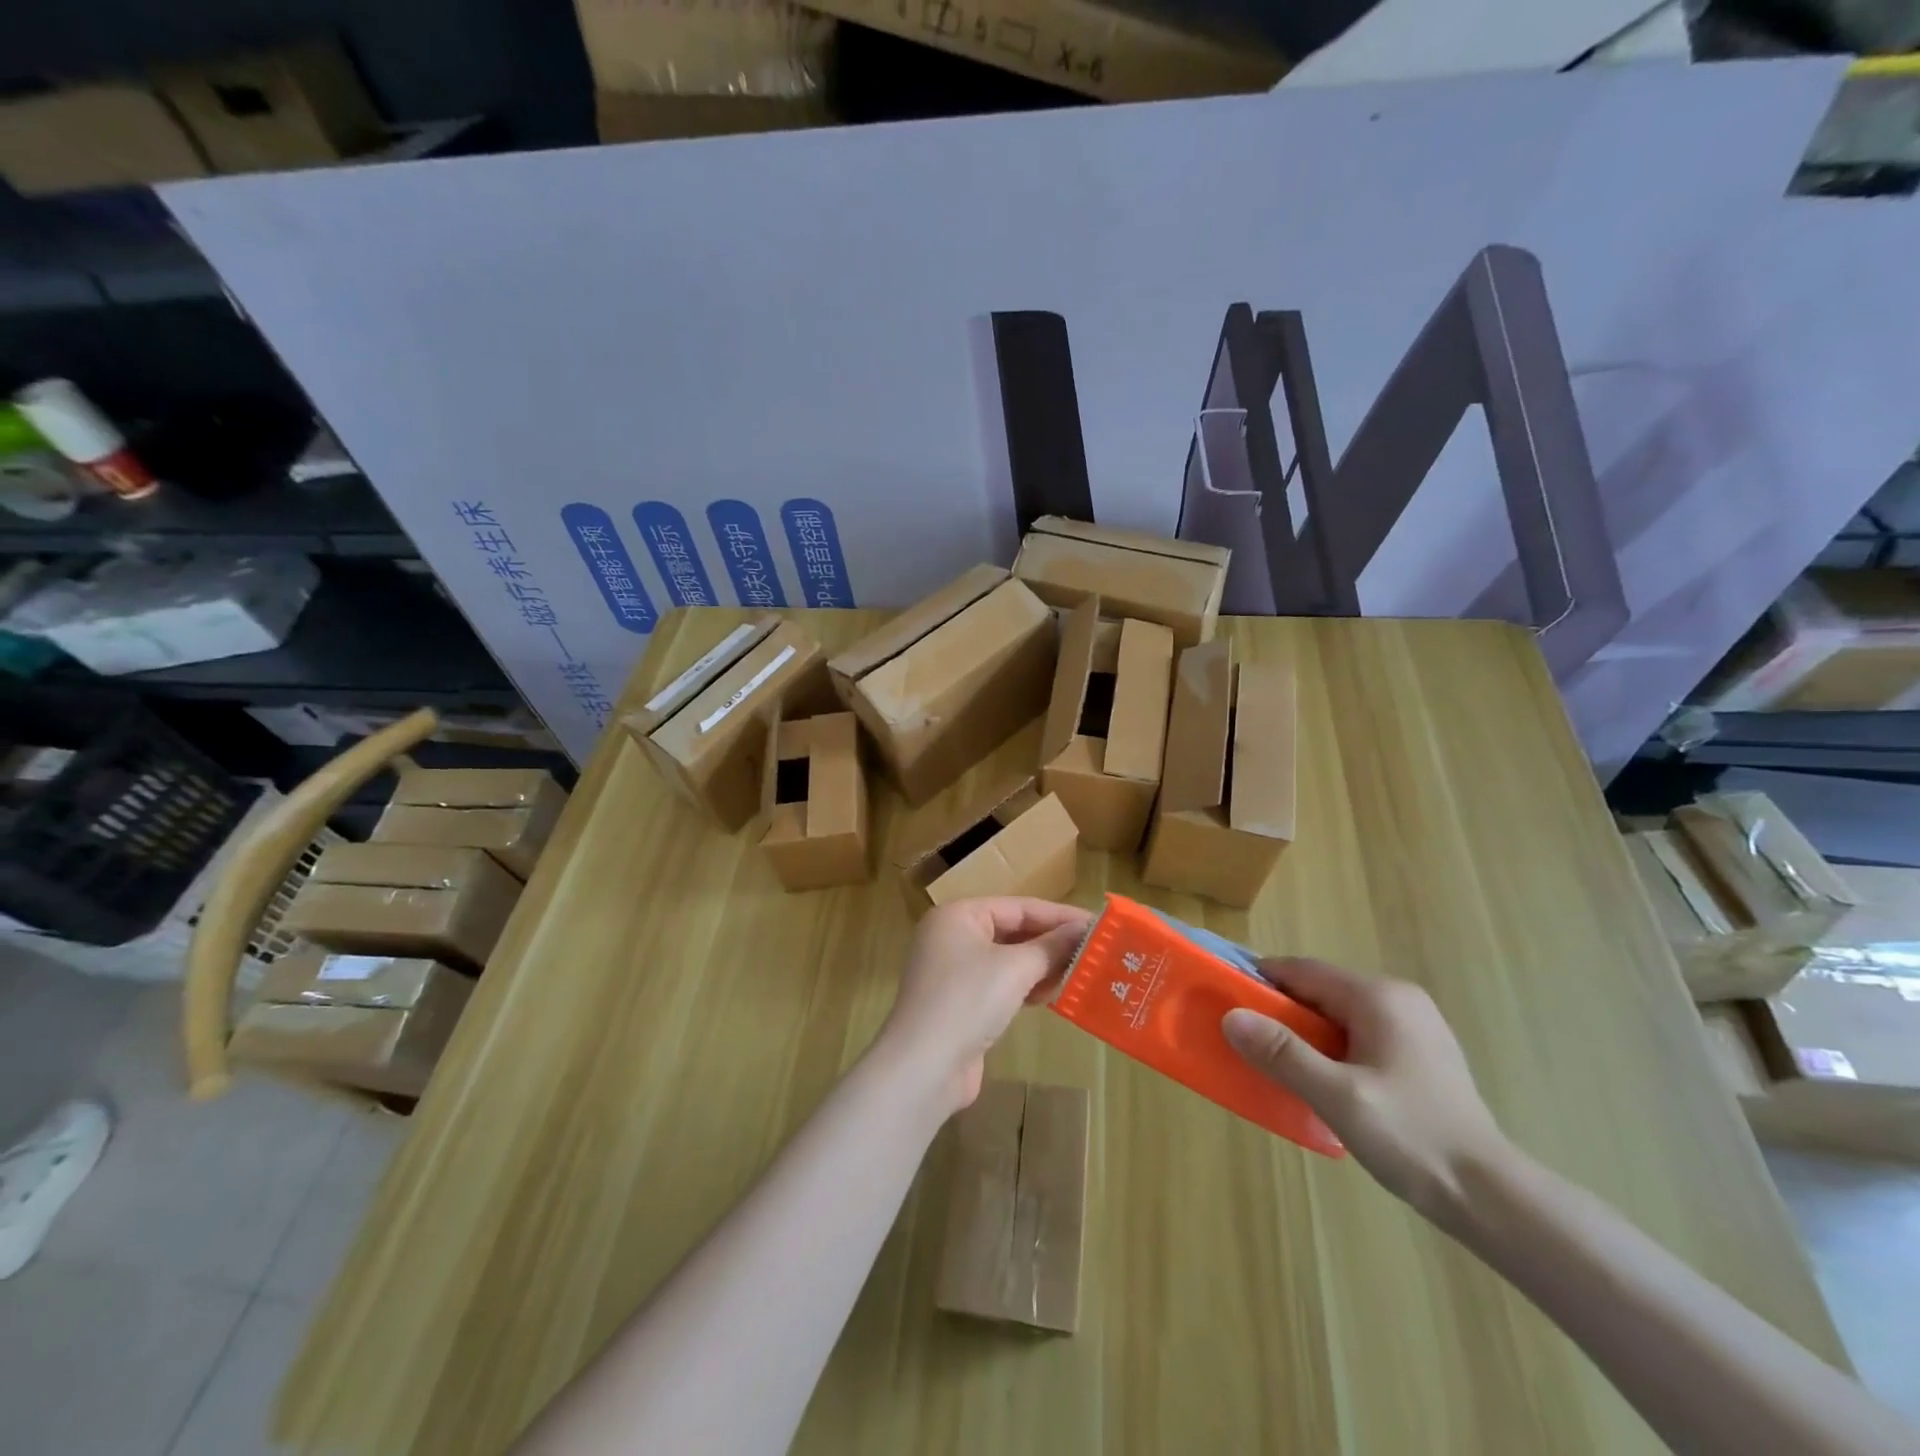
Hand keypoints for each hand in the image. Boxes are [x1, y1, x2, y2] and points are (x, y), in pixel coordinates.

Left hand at [877, 898, 1092, 1116]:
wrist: (924, 1067)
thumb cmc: (968, 1000)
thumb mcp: (1015, 968)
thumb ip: (1051, 946)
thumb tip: (1085, 928)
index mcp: (958, 915)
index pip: (1018, 906)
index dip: (1059, 915)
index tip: (1098, 923)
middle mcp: (952, 937)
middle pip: (1012, 931)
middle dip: (1051, 942)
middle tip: (1095, 949)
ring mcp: (953, 972)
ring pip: (1007, 960)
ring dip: (1041, 966)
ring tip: (1081, 972)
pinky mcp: (960, 1004)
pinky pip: (1000, 984)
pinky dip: (1025, 987)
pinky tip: (1052, 995)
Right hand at [1221, 958, 1511, 1221]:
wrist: (1492, 1198)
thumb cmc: (1412, 1137)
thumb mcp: (1337, 1096)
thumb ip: (1282, 1053)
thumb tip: (1231, 1017)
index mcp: (1379, 997)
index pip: (1303, 970)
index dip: (1261, 981)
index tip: (1226, 1000)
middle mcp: (1398, 999)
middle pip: (1321, 990)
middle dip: (1281, 1011)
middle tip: (1247, 1040)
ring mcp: (1415, 1026)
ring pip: (1339, 1014)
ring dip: (1306, 1032)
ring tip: (1278, 1063)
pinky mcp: (1421, 1054)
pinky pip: (1359, 1035)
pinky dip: (1332, 1047)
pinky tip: (1323, 1081)